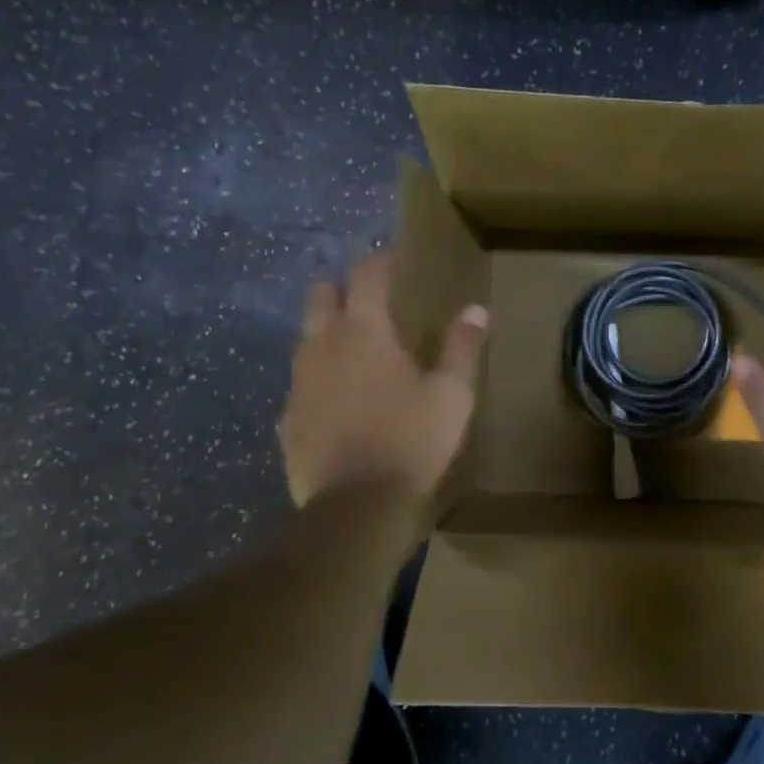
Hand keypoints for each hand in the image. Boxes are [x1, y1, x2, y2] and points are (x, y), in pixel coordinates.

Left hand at [279, 253, 488, 506]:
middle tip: (370, 299)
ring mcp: (298, 382)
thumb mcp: (452, 395)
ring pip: (306, 338)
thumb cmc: (412, 441)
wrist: (357, 506)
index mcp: (365, 332)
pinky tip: (339, 402)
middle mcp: (323, 346)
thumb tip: (476, 310)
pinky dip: (319, 379)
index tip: (396, 257)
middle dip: (343, 287)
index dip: (382, 260)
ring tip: (356, 350)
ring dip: (327, 332)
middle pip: (321, 295)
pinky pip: (301, 383)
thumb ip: (462, 348)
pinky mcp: (287, 418)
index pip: (367, 275)